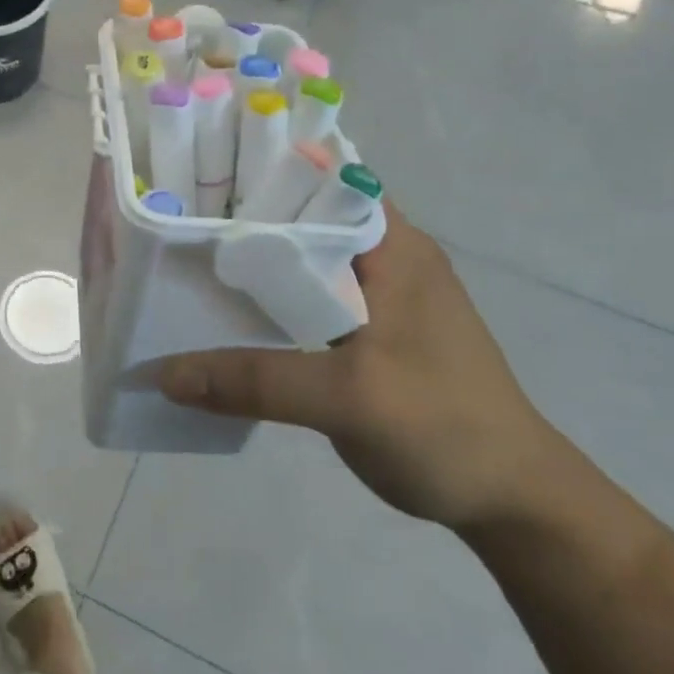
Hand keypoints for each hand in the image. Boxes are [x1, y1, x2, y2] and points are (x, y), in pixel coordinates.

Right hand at [159, 203, 561, 530]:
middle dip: (237, 221)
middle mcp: (381, 255)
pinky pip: (299, 299)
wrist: (509, 500)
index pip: (316, 177)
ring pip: (295, 262)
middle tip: (170, 225)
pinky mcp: (362, 331)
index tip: (192, 179)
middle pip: (297, 218)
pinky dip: (261, 303)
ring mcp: (372, 295)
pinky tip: (219, 316)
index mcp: (391, 244)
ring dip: (247, 266)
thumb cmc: (443, 428)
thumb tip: (164, 373)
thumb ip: (255, 379)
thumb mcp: (348, 399)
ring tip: (180, 265)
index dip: (255, 172)